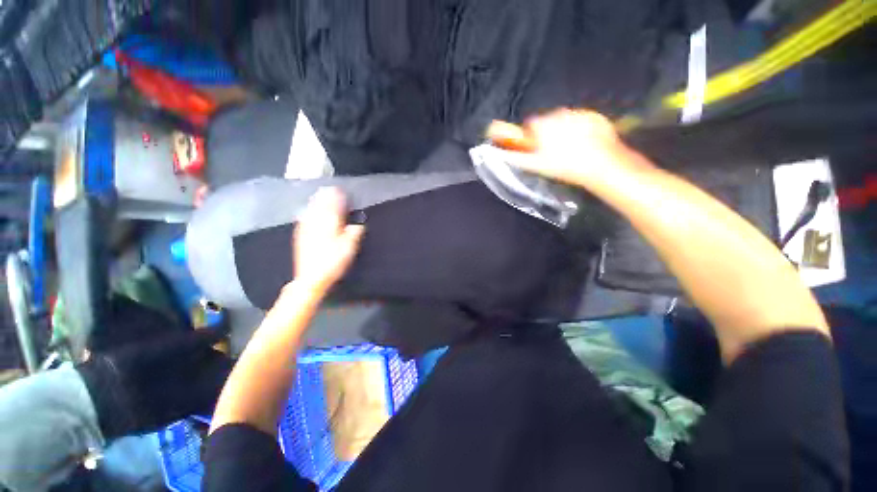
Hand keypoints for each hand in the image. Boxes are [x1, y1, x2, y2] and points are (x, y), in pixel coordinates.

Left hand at [294, 187, 364, 291]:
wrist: (311, 277)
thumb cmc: (333, 263)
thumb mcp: (349, 249)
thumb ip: (354, 234)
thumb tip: (358, 225)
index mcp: (330, 226)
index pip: (334, 207)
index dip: (337, 198)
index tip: (339, 190)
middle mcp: (317, 225)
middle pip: (321, 206)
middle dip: (325, 196)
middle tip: (329, 189)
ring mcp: (306, 230)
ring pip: (311, 211)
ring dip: (316, 202)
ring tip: (319, 195)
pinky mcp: (300, 237)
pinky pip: (303, 219)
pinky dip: (306, 212)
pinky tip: (305, 211)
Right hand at [487, 109, 650, 187]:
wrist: (600, 164)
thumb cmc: (564, 166)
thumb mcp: (535, 165)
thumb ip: (514, 156)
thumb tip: (499, 153)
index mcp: (542, 125)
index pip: (530, 125)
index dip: (531, 136)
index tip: (535, 147)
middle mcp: (559, 113)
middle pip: (547, 121)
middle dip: (547, 133)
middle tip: (553, 152)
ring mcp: (578, 113)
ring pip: (565, 120)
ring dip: (563, 131)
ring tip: (570, 150)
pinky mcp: (594, 116)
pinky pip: (582, 120)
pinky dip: (581, 129)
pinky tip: (584, 144)